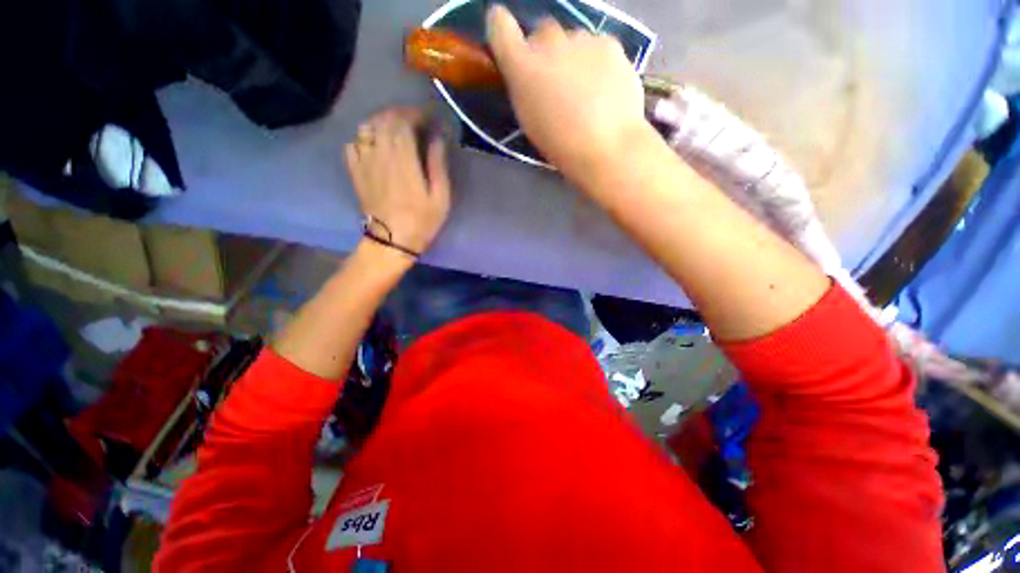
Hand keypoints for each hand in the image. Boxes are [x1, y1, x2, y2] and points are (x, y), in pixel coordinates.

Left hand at [345, 107, 450, 255]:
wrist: (392, 241)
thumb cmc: (422, 221)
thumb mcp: (440, 197)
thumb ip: (438, 165)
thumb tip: (437, 138)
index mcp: (403, 159)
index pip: (404, 122)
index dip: (416, 114)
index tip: (428, 117)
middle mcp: (380, 153)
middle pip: (384, 120)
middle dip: (400, 114)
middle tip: (414, 119)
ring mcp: (364, 162)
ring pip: (366, 127)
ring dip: (381, 122)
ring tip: (394, 128)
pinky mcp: (355, 171)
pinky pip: (353, 143)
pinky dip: (364, 137)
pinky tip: (374, 144)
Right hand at [486, 5, 649, 183]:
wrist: (607, 147)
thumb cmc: (560, 145)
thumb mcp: (529, 120)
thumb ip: (523, 87)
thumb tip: (528, 70)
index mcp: (522, 67)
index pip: (500, 25)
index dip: (501, 28)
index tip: (508, 40)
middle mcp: (548, 42)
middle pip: (542, 30)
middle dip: (545, 50)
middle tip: (556, 80)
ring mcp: (582, 39)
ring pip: (572, 39)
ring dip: (573, 56)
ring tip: (585, 91)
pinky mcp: (610, 43)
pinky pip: (597, 45)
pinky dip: (597, 62)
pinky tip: (604, 88)